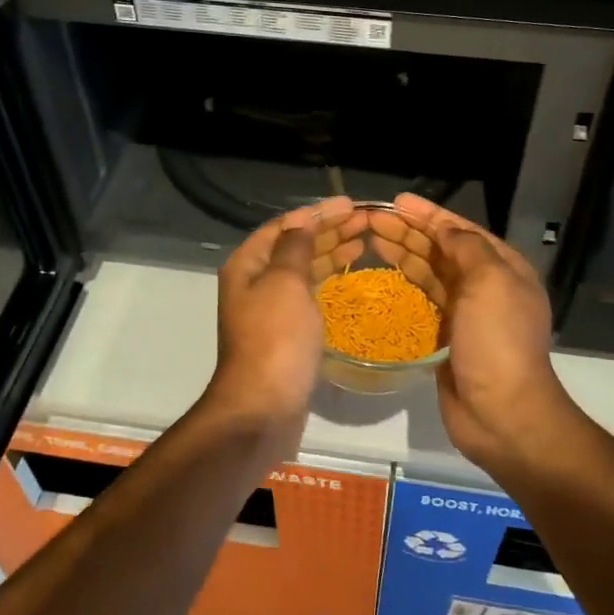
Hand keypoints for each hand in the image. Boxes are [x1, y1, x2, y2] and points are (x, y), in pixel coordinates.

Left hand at [203, 196, 364, 457]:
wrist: (263, 409)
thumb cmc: (275, 339)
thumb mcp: (284, 282)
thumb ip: (295, 247)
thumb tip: (302, 221)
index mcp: (247, 266)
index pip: (285, 226)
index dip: (318, 213)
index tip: (351, 205)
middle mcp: (254, 284)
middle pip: (294, 246)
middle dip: (328, 231)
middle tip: (366, 221)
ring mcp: (269, 311)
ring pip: (303, 271)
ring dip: (331, 253)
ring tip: (363, 241)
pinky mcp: (285, 335)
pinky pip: (309, 296)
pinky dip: (328, 282)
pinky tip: (348, 279)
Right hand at [369, 194, 570, 468]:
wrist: (502, 413)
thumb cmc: (498, 341)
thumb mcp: (490, 282)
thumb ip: (467, 248)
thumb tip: (446, 228)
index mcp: (502, 268)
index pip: (460, 230)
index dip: (428, 214)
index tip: (395, 202)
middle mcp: (485, 285)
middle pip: (441, 249)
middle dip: (409, 231)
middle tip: (371, 219)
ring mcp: (465, 312)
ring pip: (429, 273)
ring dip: (403, 253)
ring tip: (370, 238)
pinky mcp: (445, 336)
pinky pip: (422, 300)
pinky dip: (404, 284)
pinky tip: (383, 275)